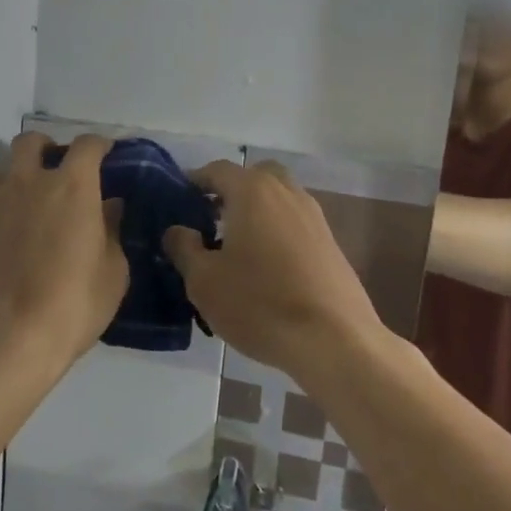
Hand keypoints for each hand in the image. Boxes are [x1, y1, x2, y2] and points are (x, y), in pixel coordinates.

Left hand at [0, 132, 126, 369]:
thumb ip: (112, 231)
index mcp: (72, 186)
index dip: (100, 145)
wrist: (2, 338)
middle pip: (33, 141)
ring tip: (33, 202)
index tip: (107, 155)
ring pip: (5, 168)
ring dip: (21, 174)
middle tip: (61, 171)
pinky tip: (12, 230)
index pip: (87, 145)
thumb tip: (109, 207)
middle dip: (49, 148)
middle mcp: (28, 181)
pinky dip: (3, 202)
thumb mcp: (112, 273)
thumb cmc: (71, 305)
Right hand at [164, 160, 388, 379]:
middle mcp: (287, 193)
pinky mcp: (330, 244)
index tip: (178, 202)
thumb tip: (177, 230)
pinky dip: (277, 231)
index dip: (195, 181)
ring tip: (235, 247)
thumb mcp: (204, 281)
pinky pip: (295, 224)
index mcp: (253, 192)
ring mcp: (314, 218)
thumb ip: (184, 248)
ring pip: (279, 199)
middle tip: (210, 219)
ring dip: (257, 211)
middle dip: (232, 191)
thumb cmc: (259, 304)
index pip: (218, 170)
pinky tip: (265, 267)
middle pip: (255, 177)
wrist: (333, 340)